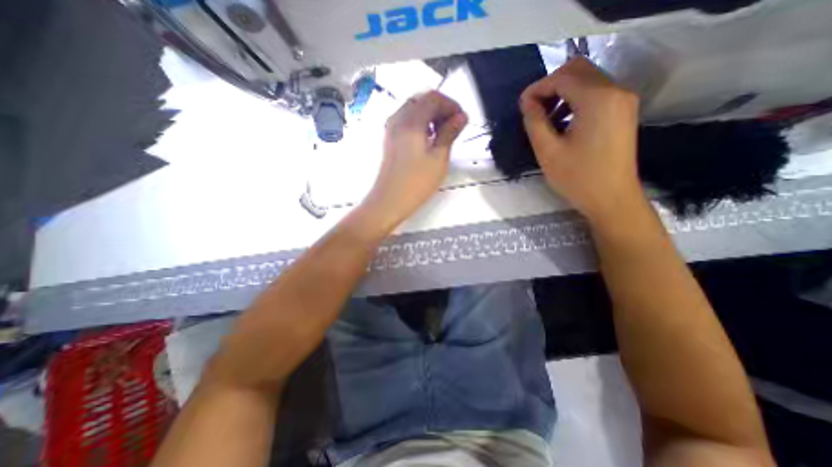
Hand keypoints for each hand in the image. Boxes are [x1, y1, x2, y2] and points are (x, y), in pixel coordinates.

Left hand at [361, 89, 467, 231]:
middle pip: (421, 100)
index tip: (462, 120)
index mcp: (411, 121)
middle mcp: (397, 119)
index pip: (433, 98)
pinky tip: (428, 140)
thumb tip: (461, 116)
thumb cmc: (416, 183)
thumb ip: (449, 133)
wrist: (389, 201)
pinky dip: (420, 124)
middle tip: (453, 127)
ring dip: (430, 116)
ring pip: (413, 110)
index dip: (451, 105)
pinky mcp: (389, 139)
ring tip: (443, 135)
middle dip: (441, 109)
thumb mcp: (438, 158)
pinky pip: (406, 121)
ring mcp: (391, 129)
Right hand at [518, 57, 641, 223]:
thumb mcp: (548, 151)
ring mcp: (623, 100)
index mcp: (597, 99)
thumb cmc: (577, 178)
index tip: (521, 106)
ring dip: (562, 93)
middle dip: (550, 86)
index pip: (562, 77)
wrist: (612, 199)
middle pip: (578, 70)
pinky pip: (596, 93)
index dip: (537, 88)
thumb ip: (535, 122)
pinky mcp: (623, 111)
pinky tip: (563, 123)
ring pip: (587, 80)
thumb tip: (527, 102)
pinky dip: (575, 100)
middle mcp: (616, 90)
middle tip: (533, 109)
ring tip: (546, 119)